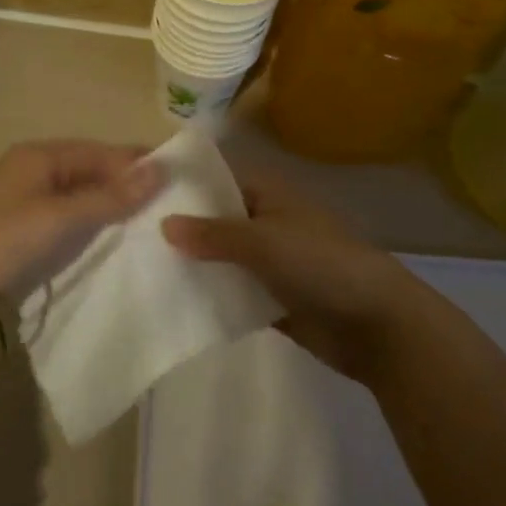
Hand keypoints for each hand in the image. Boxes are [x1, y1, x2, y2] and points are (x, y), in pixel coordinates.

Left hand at [0, 140, 163, 308]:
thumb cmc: (6, 240)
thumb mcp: (62, 217)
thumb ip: (110, 196)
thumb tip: (160, 170)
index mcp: (41, 155)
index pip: (101, 151)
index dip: (136, 163)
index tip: (176, 177)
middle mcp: (33, 169)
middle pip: (91, 170)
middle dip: (126, 184)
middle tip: (166, 204)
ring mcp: (25, 199)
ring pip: (80, 195)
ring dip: (109, 206)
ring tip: (146, 222)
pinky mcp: (21, 228)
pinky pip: (67, 217)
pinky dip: (90, 224)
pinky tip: (110, 238)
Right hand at [161, 169, 423, 379]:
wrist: (376, 324)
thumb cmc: (321, 265)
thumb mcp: (264, 241)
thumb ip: (213, 234)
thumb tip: (163, 223)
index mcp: (269, 196)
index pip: (218, 181)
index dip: (184, 186)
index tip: (138, 194)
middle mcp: (267, 224)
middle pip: (217, 223)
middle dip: (182, 231)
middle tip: (128, 238)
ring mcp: (270, 264)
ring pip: (223, 260)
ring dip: (194, 267)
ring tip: (140, 272)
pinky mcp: (272, 300)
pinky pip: (234, 294)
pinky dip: (212, 298)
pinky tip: (172, 305)